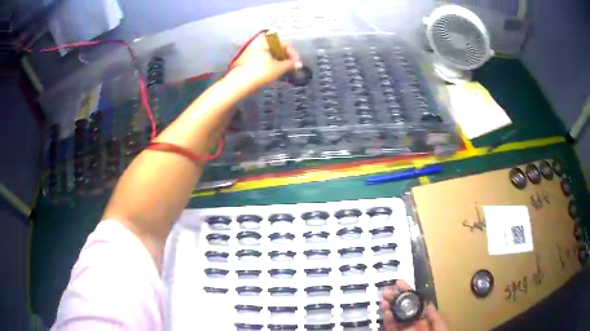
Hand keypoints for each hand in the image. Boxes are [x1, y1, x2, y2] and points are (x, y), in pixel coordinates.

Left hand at [225, 32, 301, 90]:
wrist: (239, 83)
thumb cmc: (260, 72)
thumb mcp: (279, 68)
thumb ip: (290, 64)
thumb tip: (299, 64)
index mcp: (265, 40)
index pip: (284, 43)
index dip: (292, 53)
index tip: (296, 63)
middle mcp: (257, 42)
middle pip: (276, 48)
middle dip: (285, 58)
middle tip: (290, 67)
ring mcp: (250, 51)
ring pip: (269, 54)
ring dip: (278, 62)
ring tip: (283, 71)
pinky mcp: (246, 60)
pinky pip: (262, 59)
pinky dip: (270, 64)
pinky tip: (273, 73)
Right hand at [381, 280, 447, 330]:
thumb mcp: (442, 329)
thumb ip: (437, 318)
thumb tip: (428, 304)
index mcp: (426, 320)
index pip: (417, 303)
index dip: (409, 292)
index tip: (401, 282)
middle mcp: (414, 324)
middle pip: (404, 308)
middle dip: (396, 298)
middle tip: (388, 289)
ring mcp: (404, 330)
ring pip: (395, 316)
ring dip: (389, 306)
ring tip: (384, 298)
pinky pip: (390, 327)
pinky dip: (387, 319)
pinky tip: (385, 310)